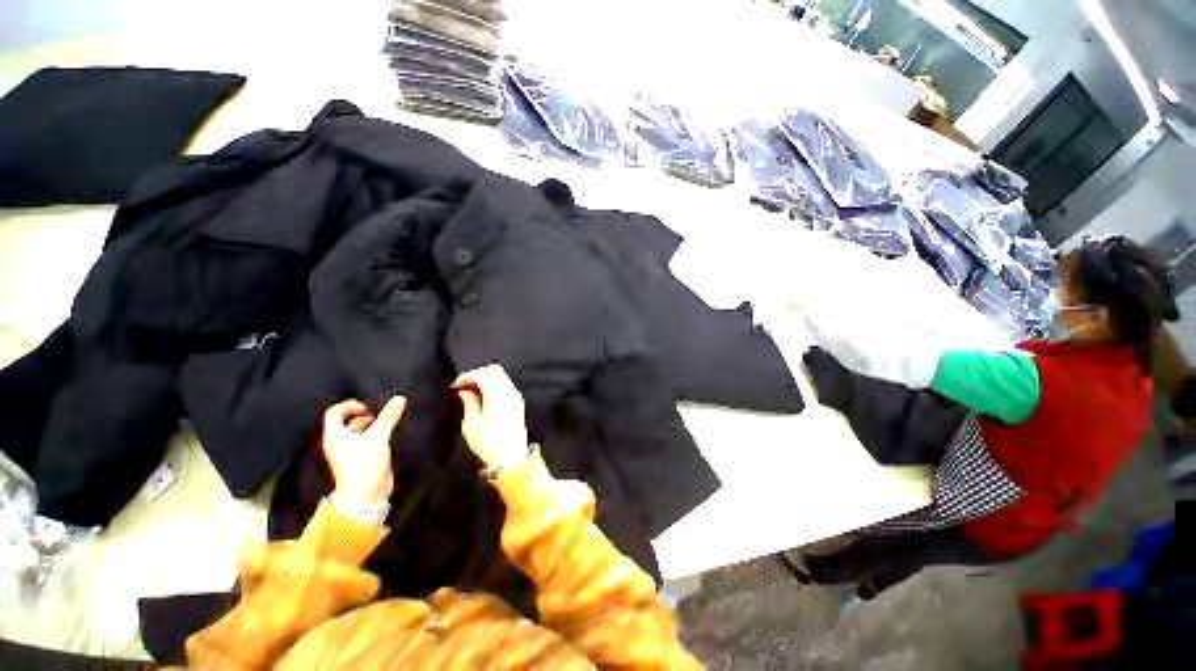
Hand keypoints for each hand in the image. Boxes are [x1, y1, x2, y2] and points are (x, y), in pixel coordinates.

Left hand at [321, 397, 405, 504]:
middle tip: (380, 415)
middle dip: (364, 415)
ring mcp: (349, 452)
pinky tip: (389, 436)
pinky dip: (376, 436)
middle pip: (347, 422)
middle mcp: (338, 443)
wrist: (365, 494)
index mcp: (335, 436)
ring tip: (387, 424)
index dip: (349, 405)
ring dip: (372, 426)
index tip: (366, 407)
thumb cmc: (364, 464)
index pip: (334, 413)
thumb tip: (399, 399)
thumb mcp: (378, 436)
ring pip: (358, 432)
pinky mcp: (360, 459)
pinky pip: (366, 442)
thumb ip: (388, 417)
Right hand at [452, 365, 529, 469]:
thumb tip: (465, 391)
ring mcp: (516, 396)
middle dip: (477, 374)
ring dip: (487, 378)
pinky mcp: (518, 402)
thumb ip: (469, 403)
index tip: (456, 384)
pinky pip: (506, 384)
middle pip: (494, 371)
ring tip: (472, 390)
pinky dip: (494, 383)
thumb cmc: (488, 443)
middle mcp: (509, 391)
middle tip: (464, 385)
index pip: (483, 374)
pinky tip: (484, 394)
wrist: (511, 457)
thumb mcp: (472, 424)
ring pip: (502, 376)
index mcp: (497, 395)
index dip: (468, 376)